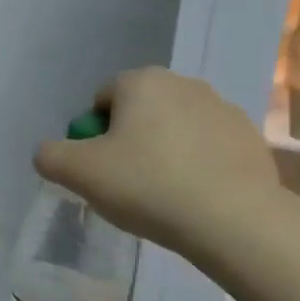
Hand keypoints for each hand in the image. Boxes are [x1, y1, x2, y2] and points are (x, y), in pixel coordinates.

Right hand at [33, 68, 279, 259]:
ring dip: (165, 152)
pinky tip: (196, 197)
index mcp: (141, 81)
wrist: (232, 218)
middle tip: (128, 185)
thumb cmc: (148, 186)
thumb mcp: (79, 173)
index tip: (100, 171)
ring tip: (164, 195)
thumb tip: (49, 152)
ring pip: (175, 129)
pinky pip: (208, 148)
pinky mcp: (249, 137)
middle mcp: (183, 83)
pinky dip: (198, 166)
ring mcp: (222, 108)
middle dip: (130, 142)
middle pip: (139, 112)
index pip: (101, 101)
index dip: (93, 137)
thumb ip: (50, 156)